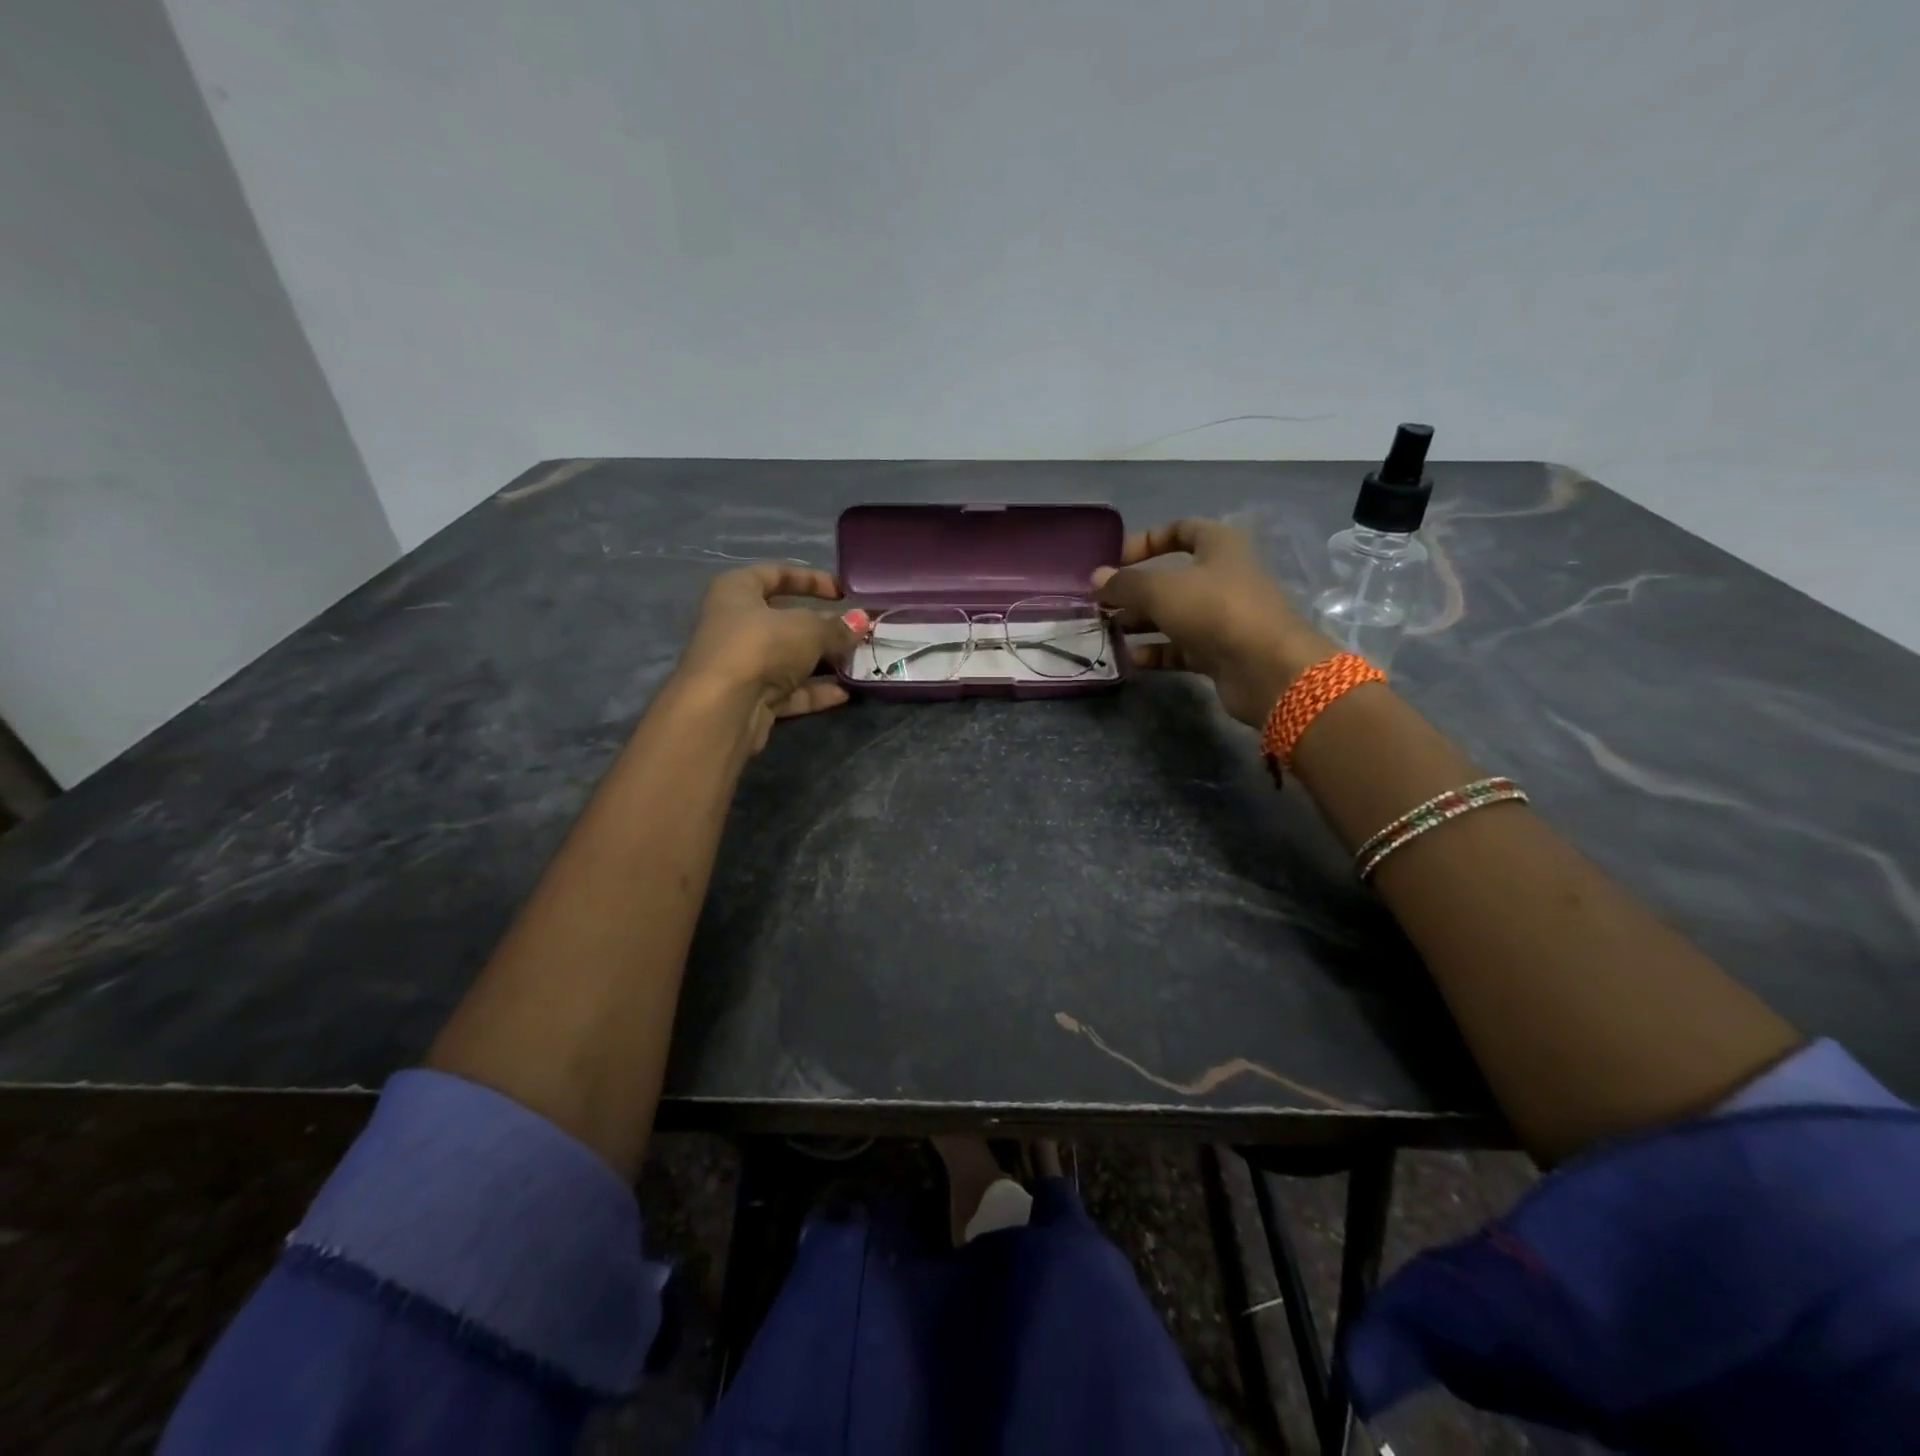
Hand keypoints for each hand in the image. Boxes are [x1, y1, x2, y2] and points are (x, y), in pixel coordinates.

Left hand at [673, 564, 861, 751]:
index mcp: (738, 591)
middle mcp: (736, 624)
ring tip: (859, 664)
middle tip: (859, 633)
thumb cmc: (761, 646)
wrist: (723, 709)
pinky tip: (845, 693)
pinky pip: (789, 691)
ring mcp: (743, 664)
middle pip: (786, 621)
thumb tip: (861, 622)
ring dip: (824, 662)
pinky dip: (815, 691)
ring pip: (790, 659)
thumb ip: (836, 626)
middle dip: (825, 628)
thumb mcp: (808, 629)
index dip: (811, 579)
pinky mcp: (751, 699)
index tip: (844, 592)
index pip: (776, 574)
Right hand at [1092, 520, 1330, 726]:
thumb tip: (1096, 578)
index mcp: (1218, 546)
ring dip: (1140, 622)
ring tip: (1107, 632)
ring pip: (1173, 615)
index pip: (1180, 530)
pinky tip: (1132, 658)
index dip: (1146, 541)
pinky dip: (1157, 651)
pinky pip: (1180, 648)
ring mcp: (1222, 618)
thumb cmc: (1214, 610)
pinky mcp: (1219, 652)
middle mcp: (1222, 578)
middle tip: (1101, 605)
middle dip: (1134, 590)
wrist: (1266, 668)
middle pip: (1171, 578)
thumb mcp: (1160, 589)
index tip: (1115, 560)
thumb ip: (1124, 583)